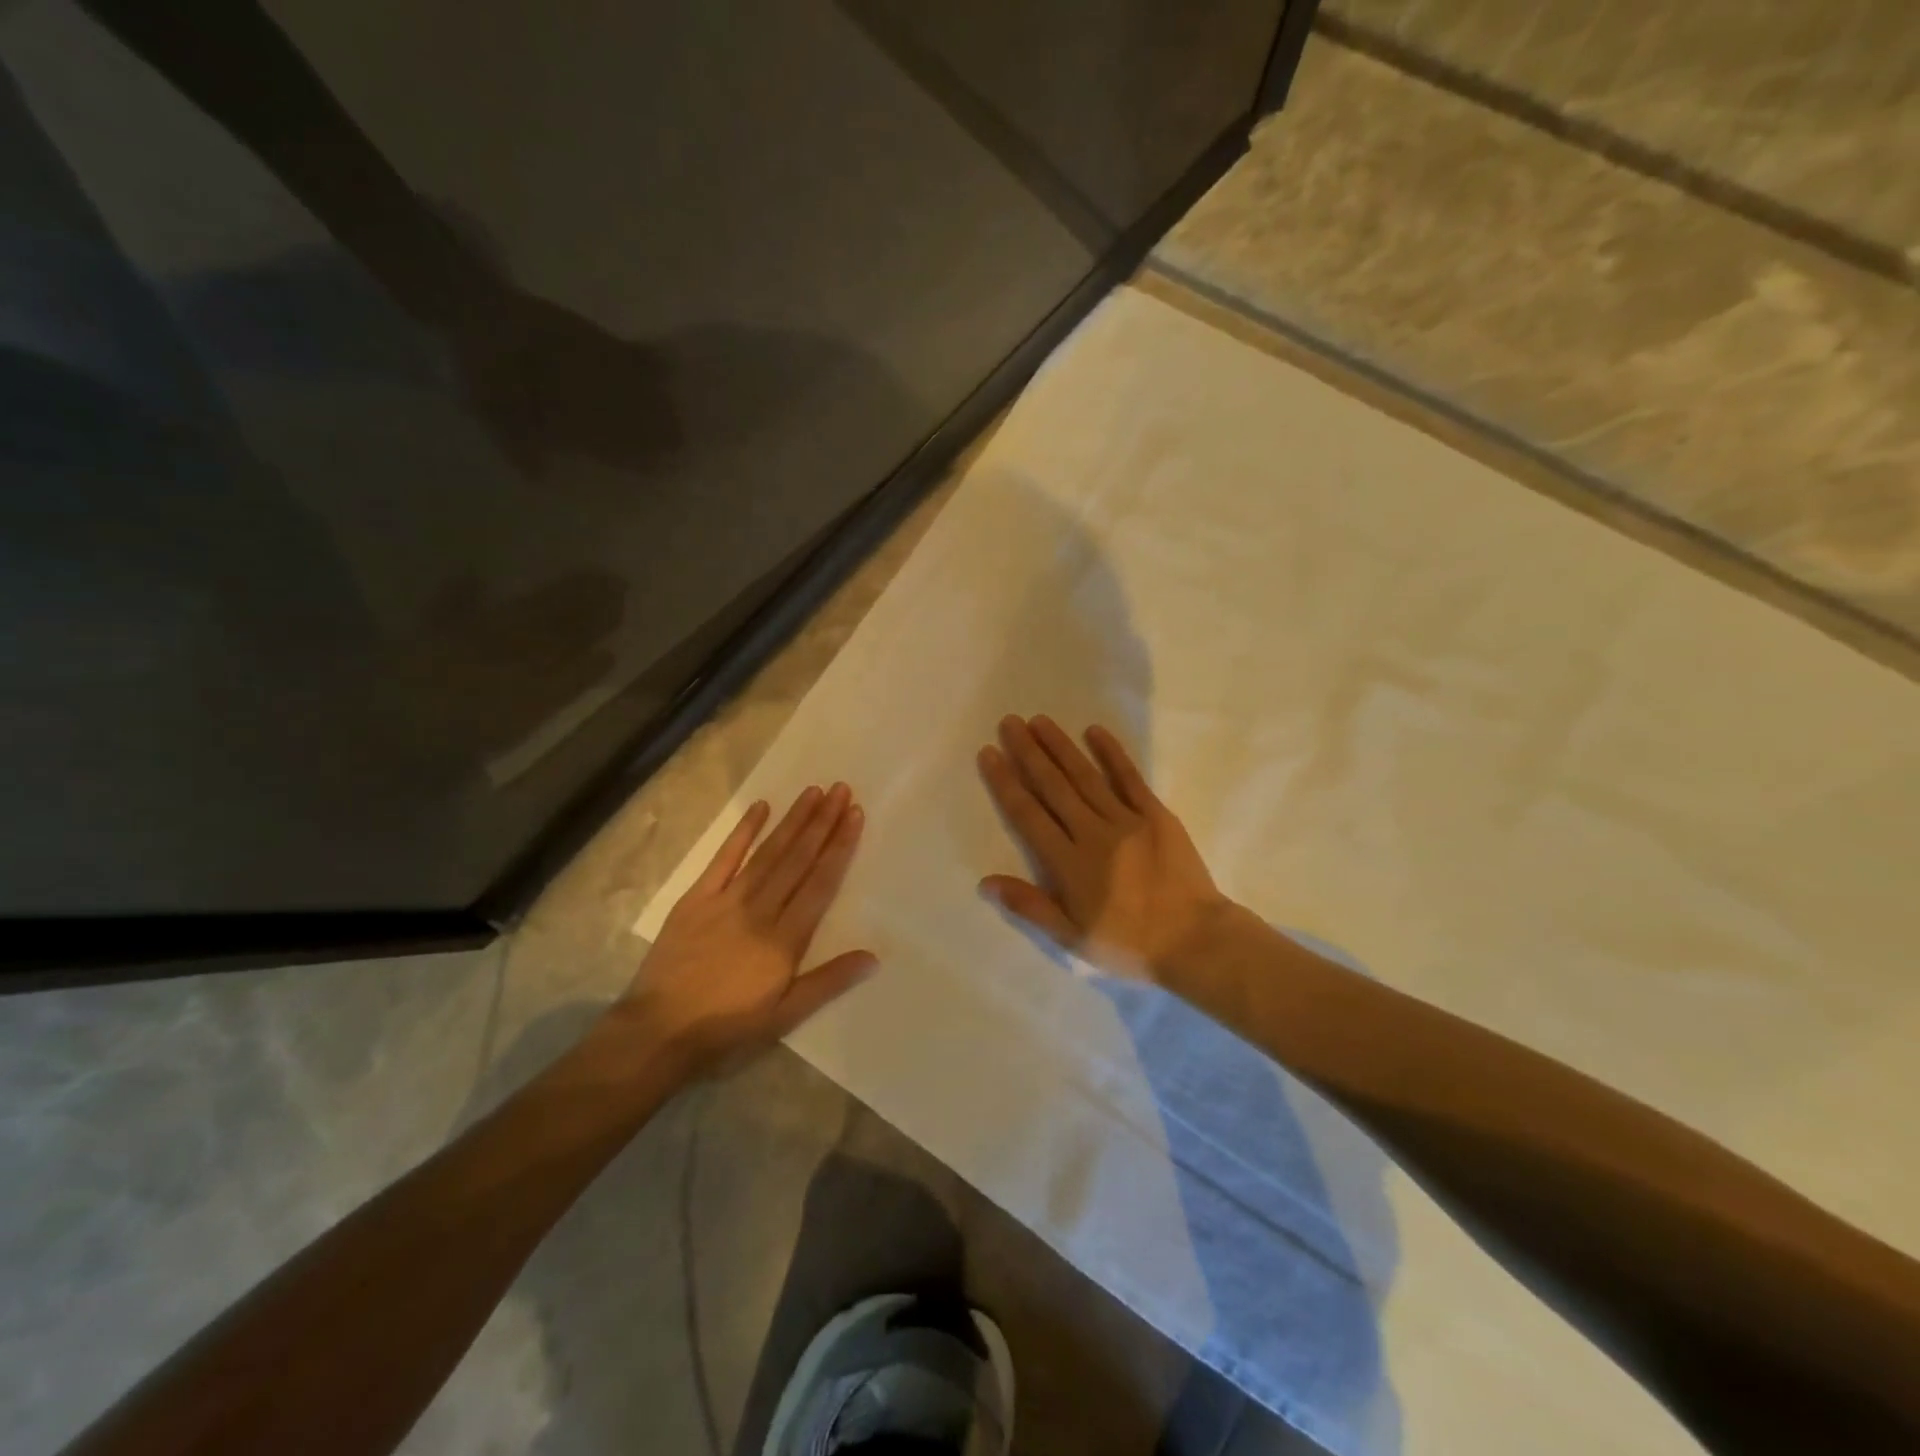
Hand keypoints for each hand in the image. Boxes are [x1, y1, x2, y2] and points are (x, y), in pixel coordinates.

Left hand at [618, 784, 875, 1075]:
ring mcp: (726, 900)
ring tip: (813, 792)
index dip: (840, 847)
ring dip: (792, 821)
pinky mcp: (696, 899)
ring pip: (768, 853)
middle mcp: (760, 910)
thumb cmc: (726, 1029)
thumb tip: (873, 957)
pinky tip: (761, 808)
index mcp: (784, 940)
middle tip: (841, 790)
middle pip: (797, 859)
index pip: (820, 883)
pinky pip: (723, 859)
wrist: (657, 1033)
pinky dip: (743, 832)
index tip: (855, 815)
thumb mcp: (784, 1016)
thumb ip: (828, 982)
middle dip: (822, 822)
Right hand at [977, 716, 1228, 981]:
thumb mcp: (1073, 938)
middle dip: (1028, 753)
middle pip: (1053, 786)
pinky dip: (1111, 753)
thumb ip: (1030, 906)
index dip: (1006, 782)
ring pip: (1085, 776)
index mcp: (1069, 863)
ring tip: (1040, 721)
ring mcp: (1127, 819)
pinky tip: (1094, 731)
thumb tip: (986, 882)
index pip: (1028, 815)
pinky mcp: (1156, 815)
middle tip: (1009, 723)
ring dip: (1061, 746)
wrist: (1196, 940)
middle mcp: (1092, 832)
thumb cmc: (1130, 944)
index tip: (989, 753)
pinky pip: (1130, 778)